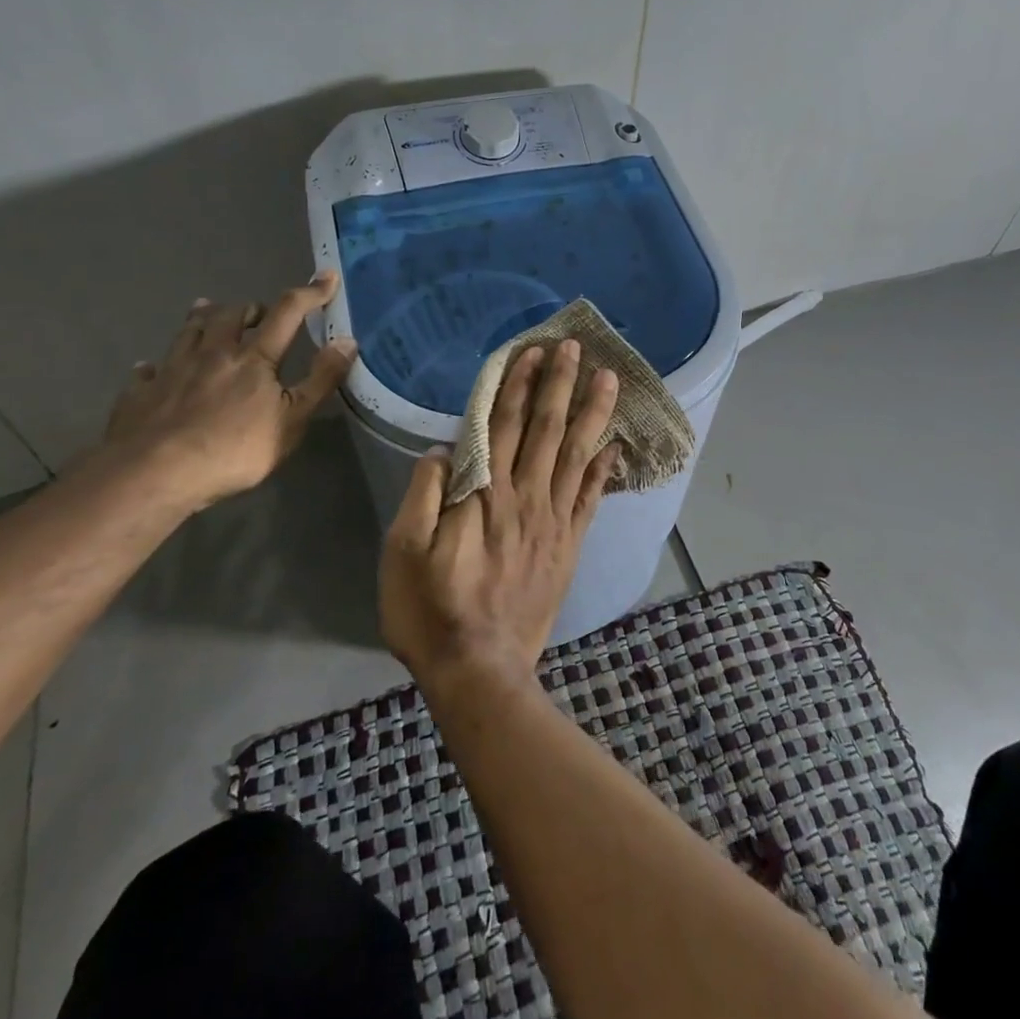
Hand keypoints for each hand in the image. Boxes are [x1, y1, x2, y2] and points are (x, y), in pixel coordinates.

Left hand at [101, 273, 357, 512]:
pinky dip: (155, 365)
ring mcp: (172, 370)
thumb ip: (321, 379)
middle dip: (249, 308)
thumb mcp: (293, 419)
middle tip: (259, 312)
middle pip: (229, 315)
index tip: (327, 277)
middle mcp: (212, 354)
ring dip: (202, 318)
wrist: (154, 473)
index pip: (287, 314)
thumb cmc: (234, 449)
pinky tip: (152, 367)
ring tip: (206, 309)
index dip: (310, 294)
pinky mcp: (140, 393)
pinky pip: (148, 370)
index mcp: (253, 359)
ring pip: (188, 332)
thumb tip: (347, 340)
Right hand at [380, 338, 621, 695]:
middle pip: (545, 428)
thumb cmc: (431, 610)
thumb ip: (423, 496)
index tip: (533, 352)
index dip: (517, 385)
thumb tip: (442, 450)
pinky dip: (604, 468)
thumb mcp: (403, 553)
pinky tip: (616, 444)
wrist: (480, 671)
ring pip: (576, 454)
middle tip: (575, 347)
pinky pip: (591, 498)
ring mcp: (553, 521)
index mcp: (484, 495)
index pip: (502, 425)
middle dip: (560, 383)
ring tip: (609, 378)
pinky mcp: (569, 545)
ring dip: (592, 412)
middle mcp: (525, 497)